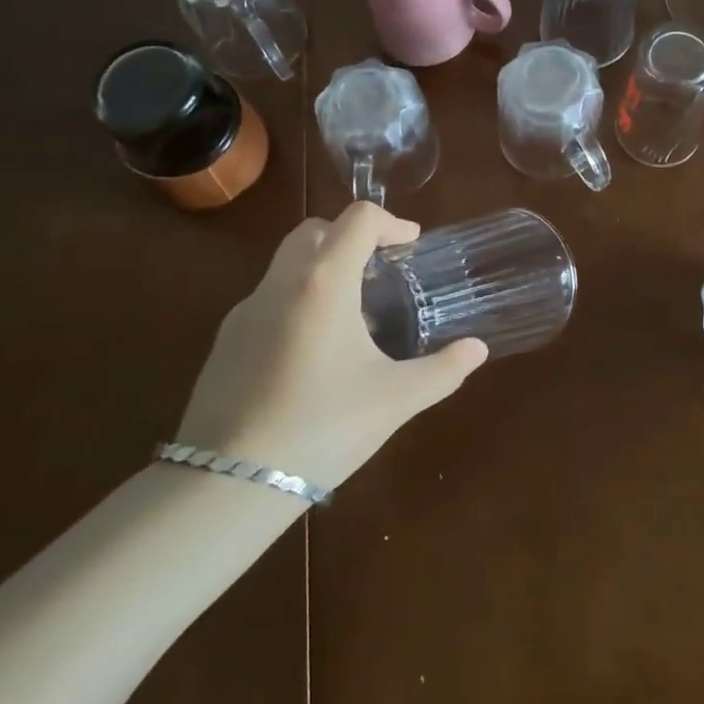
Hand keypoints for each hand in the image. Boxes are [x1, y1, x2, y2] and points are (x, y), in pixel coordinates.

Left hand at [174, 203, 488, 491]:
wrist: (230, 484)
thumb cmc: (323, 429)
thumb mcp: (395, 400)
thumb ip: (443, 370)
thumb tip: (478, 349)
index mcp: (324, 283)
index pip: (358, 219)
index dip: (391, 222)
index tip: (411, 244)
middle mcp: (281, 283)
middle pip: (315, 230)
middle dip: (350, 236)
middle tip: (380, 268)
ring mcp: (245, 310)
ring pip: (286, 263)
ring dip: (322, 268)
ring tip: (351, 314)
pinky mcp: (225, 340)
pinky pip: (267, 299)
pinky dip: (297, 300)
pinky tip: (311, 352)